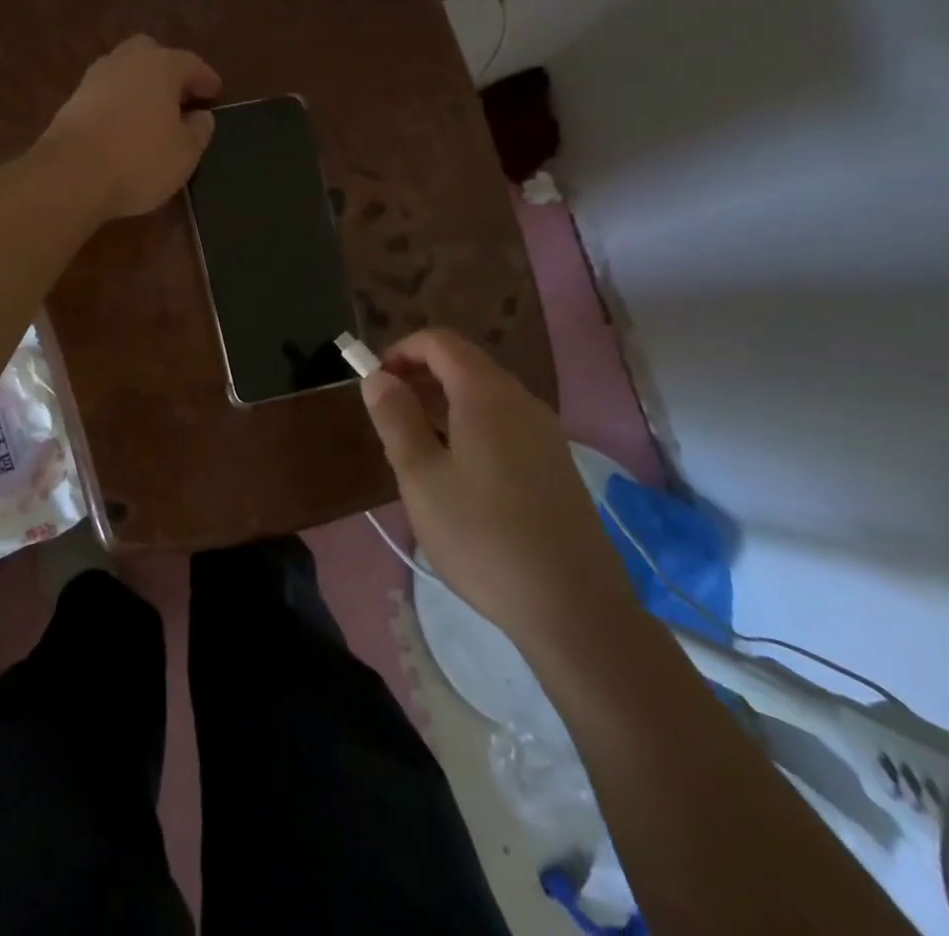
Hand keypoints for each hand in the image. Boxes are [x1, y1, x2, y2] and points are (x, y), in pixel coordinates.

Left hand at [38, 35, 221, 219]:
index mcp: (160, 66)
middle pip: (150, 53)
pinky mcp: (72, 102)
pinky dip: (119, 102)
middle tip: (180, 95)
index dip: (205, 78)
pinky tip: (125, 125)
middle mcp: (125, 62)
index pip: (189, 63)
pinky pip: (105, 93)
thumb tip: (201, 116)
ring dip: (140, 85)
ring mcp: (93, 79)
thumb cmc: (139, 160)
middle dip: (167, 70)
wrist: (71, 175)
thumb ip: (198, 131)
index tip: (215, 93)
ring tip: (153, 112)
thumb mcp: (185, 153)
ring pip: (123, 71)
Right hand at [360, 328, 637, 649]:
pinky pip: (504, 423)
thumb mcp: (421, 477)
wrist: (574, 606)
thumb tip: (378, 377)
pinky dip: (470, 425)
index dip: (401, 350)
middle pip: (464, 364)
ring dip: (444, 402)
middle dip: (420, 376)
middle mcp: (521, 400)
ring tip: (415, 444)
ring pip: (485, 395)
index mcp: (486, 393)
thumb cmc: (483, 536)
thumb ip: (396, 418)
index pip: (440, 342)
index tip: (375, 381)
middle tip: (388, 413)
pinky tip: (457, 472)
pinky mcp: (556, 463)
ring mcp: (545, 432)